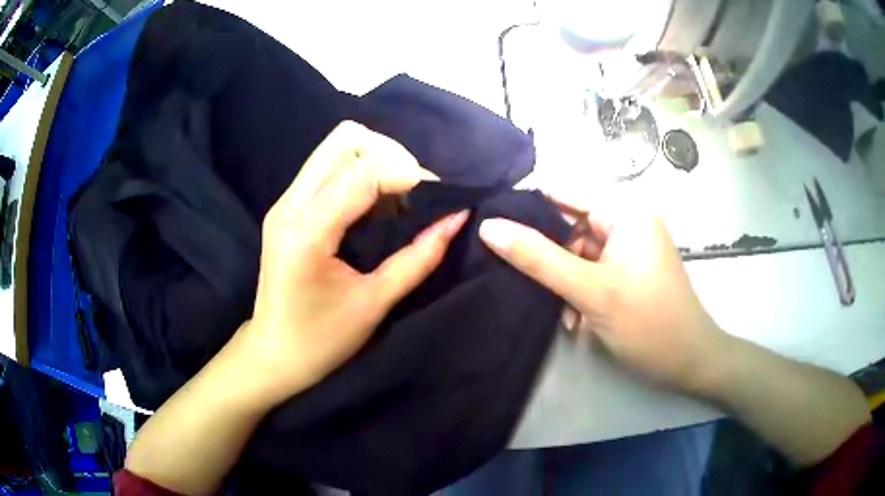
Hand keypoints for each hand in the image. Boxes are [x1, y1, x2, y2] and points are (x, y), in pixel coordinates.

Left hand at [235, 121, 467, 405]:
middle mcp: (290, 205)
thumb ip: (418, 258)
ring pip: (336, 148)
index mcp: (307, 233)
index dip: (407, 174)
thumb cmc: (321, 341)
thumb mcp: (375, 303)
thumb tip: (456, 219)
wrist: (274, 353)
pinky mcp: (288, 207)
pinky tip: (378, 204)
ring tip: (401, 197)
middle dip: (391, 154)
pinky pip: (329, 167)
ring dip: (377, 160)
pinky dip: (361, 173)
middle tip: (416, 190)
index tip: (438, 196)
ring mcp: (285, 202)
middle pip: (345, 140)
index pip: (362, 173)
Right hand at [479, 206, 725, 391]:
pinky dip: (580, 292)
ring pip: (578, 253)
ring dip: (564, 283)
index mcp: (625, 210)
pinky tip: (576, 320)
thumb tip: (488, 227)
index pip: (564, 192)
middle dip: (550, 258)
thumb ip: (538, 258)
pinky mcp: (629, 270)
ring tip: (563, 315)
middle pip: (570, 226)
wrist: (688, 362)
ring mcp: (629, 247)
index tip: (491, 230)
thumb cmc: (647, 322)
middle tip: (526, 285)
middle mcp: (628, 220)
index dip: (527, 209)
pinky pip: (592, 271)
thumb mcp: (590, 290)